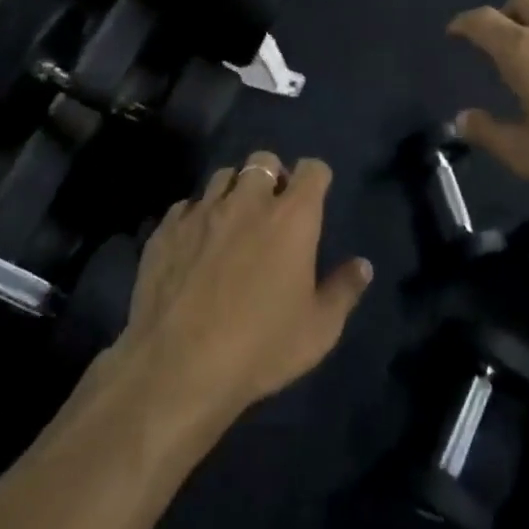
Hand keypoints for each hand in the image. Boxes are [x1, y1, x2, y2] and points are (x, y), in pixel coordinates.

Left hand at [110, 154, 371, 427]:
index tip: (315, 197)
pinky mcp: (166, 230)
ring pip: (222, 176)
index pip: (312, 170)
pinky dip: (197, 215)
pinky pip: (186, 205)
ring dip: (234, 190)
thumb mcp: (318, 330)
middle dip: (273, 175)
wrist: (177, 367)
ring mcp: (202, 212)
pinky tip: (196, 243)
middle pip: (263, 161)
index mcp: (292, 217)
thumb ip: (344, 290)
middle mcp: (247, 201)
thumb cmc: (260, 347)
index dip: (316, 178)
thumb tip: (363, 266)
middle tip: (274, 209)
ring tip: (233, 220)